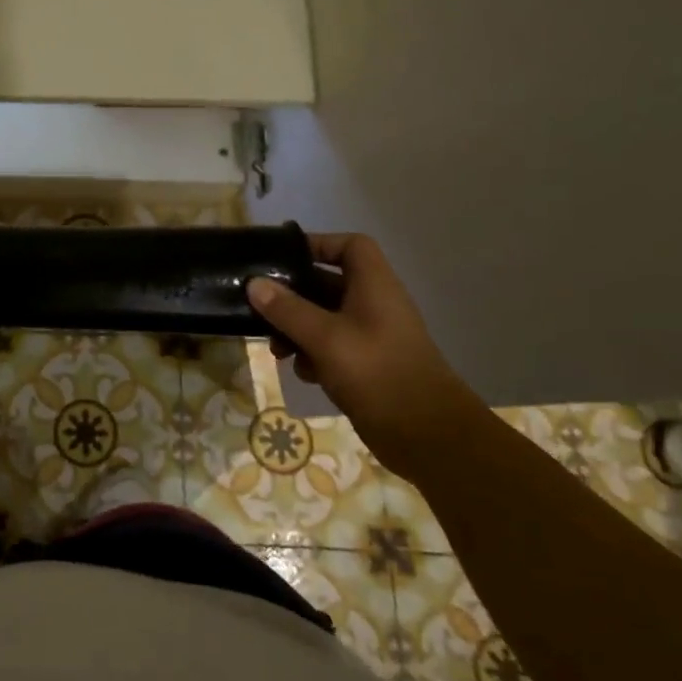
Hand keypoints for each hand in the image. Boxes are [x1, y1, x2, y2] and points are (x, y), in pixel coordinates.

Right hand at [247, 233, 476, 473]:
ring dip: (297, 329)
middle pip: (327, 284)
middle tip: (261, 308)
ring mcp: (371, 337)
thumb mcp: (325, 337)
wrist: (427, 436)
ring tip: (277, 349)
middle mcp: (374, 305)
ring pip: (324, 319)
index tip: (283, 258)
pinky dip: (313, 356)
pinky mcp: (367, 366)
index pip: (350, 246)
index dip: (318, 244)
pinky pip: (331, 348)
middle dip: (293, 296)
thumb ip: (287, 309)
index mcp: (374, 287)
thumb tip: (254, 283)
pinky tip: (302, 373)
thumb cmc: (377, 373)